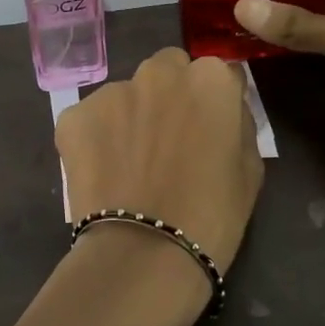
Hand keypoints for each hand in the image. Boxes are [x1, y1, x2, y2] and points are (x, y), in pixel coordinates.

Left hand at [55, 48, 262, 272]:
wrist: (144, 253)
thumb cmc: (212, 216)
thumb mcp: (250, 169)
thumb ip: (237, 125)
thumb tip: (223, 113)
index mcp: (209, 80)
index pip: (218, 75)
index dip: (214, 104)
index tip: (209, 131)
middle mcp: (159, 72)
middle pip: (167, 72)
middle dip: (169, 96)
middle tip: (168, 142)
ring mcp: (111, 91)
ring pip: (125, 95)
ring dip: (130, 117)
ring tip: (130, 164)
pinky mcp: (74, 116)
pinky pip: (90, 120)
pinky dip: (96, 139)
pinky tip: (104, 174)